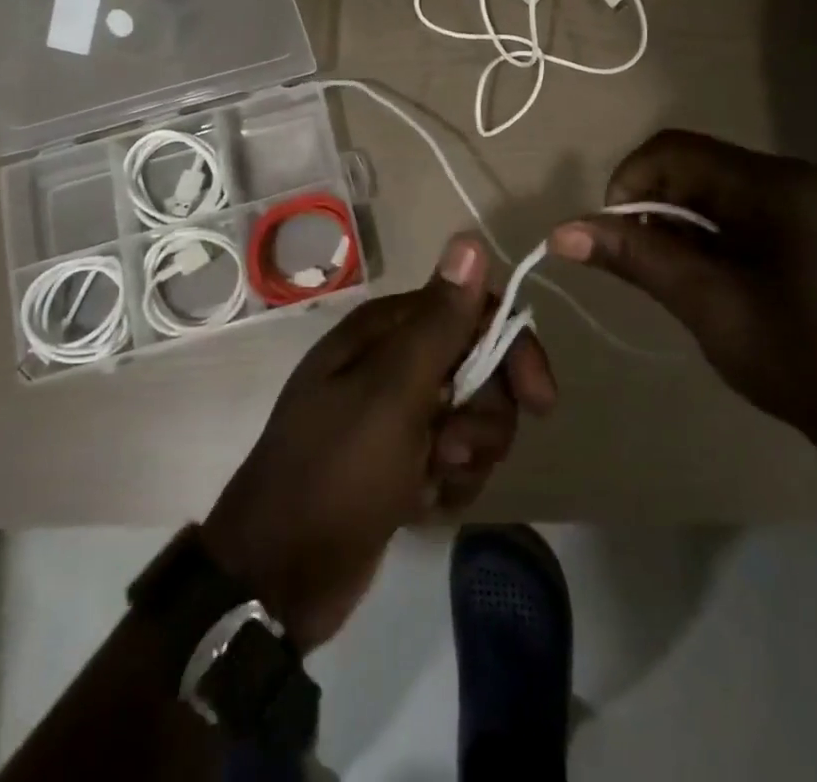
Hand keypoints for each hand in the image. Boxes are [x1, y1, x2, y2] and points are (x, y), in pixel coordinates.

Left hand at [203, 235, 555, 651]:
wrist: (278, 576)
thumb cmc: (337, 470)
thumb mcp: (393, 392)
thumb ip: (438, 321)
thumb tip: (469, 239)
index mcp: (386, 330)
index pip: (472, 311)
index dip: (510, 348)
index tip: (538, 399)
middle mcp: (393, 361)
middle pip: (479, 368)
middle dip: (483, 415)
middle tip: (454, 448)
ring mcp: (397, 413)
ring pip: (472, 418)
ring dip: (465, 456)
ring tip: (430, 481)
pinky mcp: (400, 460)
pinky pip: (453, 459)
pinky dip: (447, 484)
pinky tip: (420, 504)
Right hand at [550, 130, 816, 458]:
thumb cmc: (796, 358)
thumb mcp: (706, 304)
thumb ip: (636, 257)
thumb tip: (561, 230)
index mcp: (774, 185)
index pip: (674, 149)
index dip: (628, 180)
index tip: (612, 234)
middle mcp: (789, 176)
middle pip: (691, 165)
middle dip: (651, 206)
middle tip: (641, 264)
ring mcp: (801, 200)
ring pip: (708, 189)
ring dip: (675, 224)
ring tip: (673, 278)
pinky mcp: (804, 224)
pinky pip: (732, 209)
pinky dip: (702, 235)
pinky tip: (705, 278)